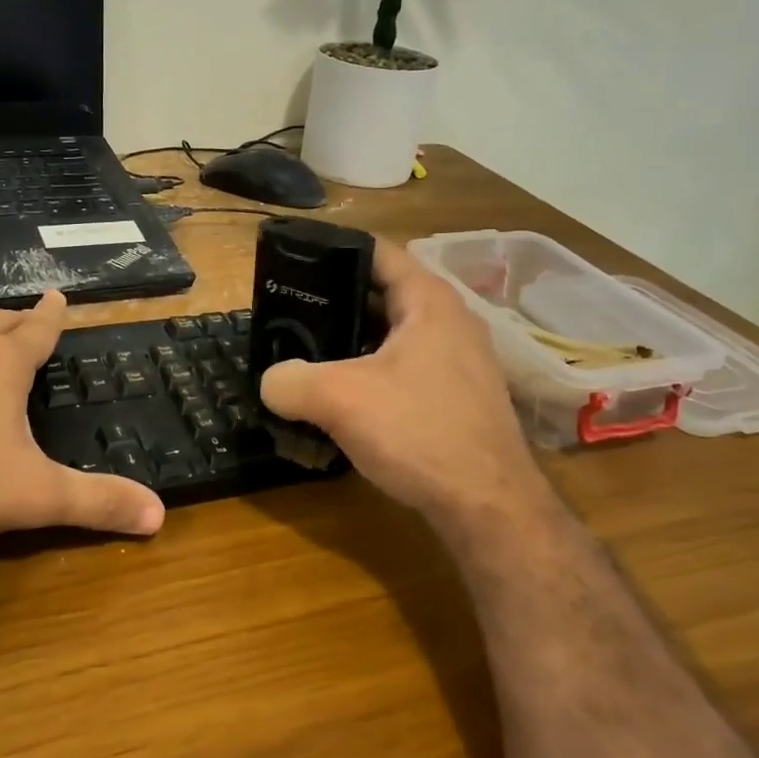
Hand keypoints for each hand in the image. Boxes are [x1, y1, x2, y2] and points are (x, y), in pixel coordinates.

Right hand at [258, 240, 556, 531]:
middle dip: (333, 302)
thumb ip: (290, 381)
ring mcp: (457, 362)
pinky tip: (340, 398)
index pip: (376, 252)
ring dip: (349, 344)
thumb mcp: (339, 399)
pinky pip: (403, 370)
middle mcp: (449, 322)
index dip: (332, 249)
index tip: (292, 260)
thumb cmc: (419, 432)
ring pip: (390, 337)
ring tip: (305, 355)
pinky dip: (369, 374)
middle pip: (380, 294)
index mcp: (428, 301)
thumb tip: (270, 382)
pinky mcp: (456, 399)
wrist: (488, 508)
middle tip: (287, 314)